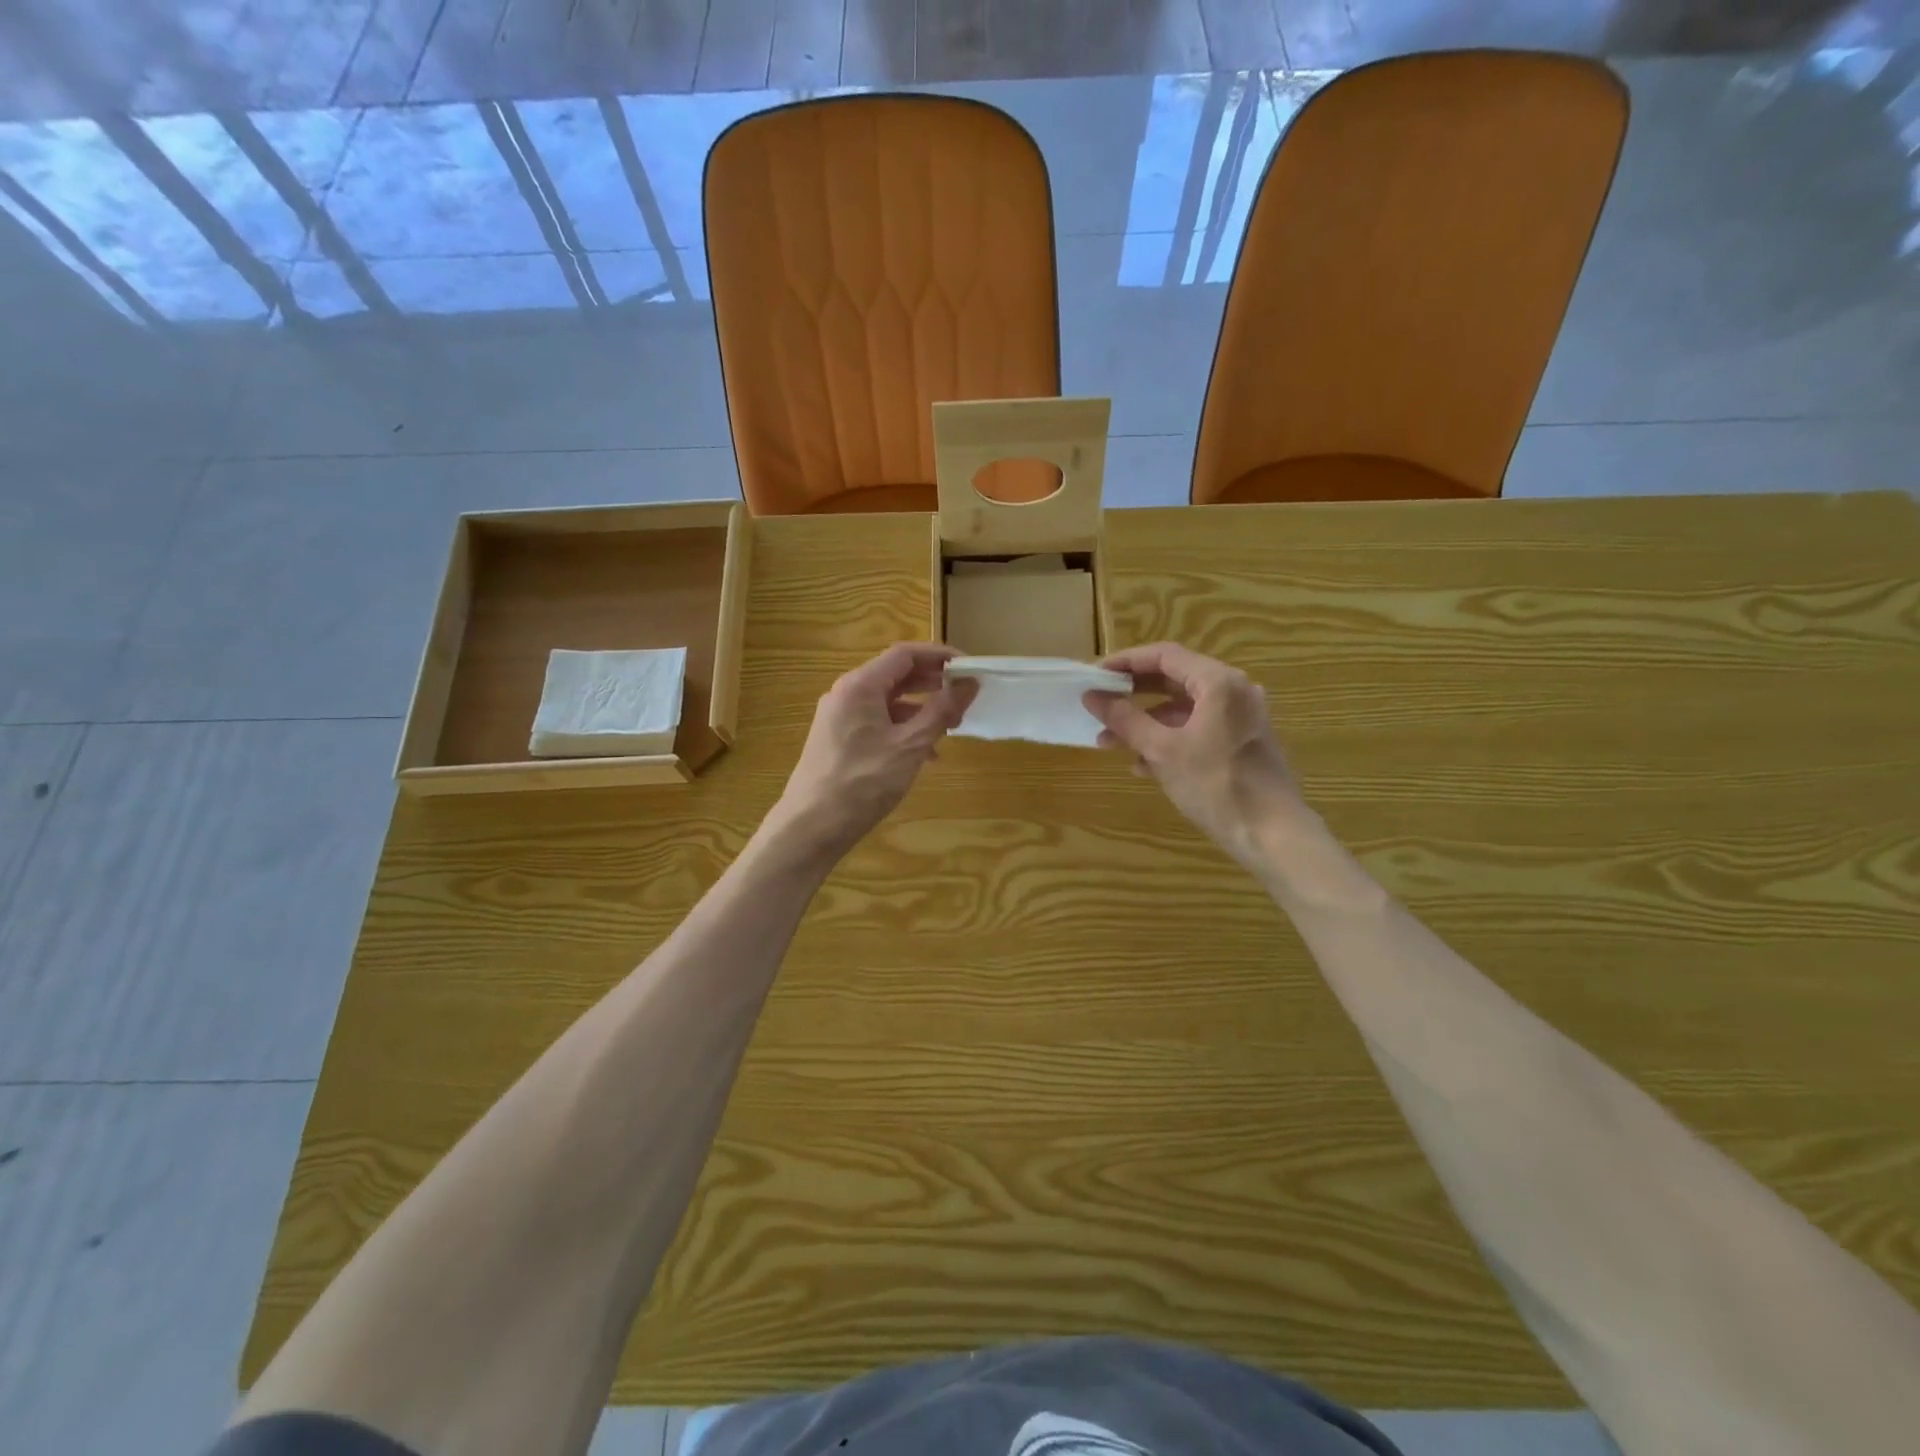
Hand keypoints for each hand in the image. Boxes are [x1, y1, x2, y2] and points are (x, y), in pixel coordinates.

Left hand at [768, 643, 976, 856]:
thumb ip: (941, 711)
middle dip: (933, 683)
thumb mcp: (910, 746)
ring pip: (887, 701)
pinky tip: (925, 754)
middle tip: (965, 697)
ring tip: (951, 728)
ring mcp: (839, 717)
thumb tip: (969, 683)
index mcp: (860, 685)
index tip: (970, 669)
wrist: (811, 827)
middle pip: (896, 675)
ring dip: (921, 710)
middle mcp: (846, 694)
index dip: (940, 656)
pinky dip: (903, 729)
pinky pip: (876, 722)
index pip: (905, 654)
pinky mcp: (838, 740)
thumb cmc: (863, 782)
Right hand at [1084, 642, 1310, 867]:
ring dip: (1146, 722)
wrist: (1273, 834)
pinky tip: (1143, 765)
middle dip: (1133, 695)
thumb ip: (1125, 719)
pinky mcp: (1242, 742)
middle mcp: (1234, 691)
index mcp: (1218, 683)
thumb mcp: (1162, 751)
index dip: (1126, 662)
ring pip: (1183, 708)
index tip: (1095, 675)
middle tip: (1099, 704)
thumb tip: (1093, 696)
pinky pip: (1198, 728)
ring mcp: (1241, 717)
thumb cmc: (1216, 786)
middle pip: (1174, 680)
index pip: (1164, 656)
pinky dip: (1169, 738)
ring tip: (1110, 743)